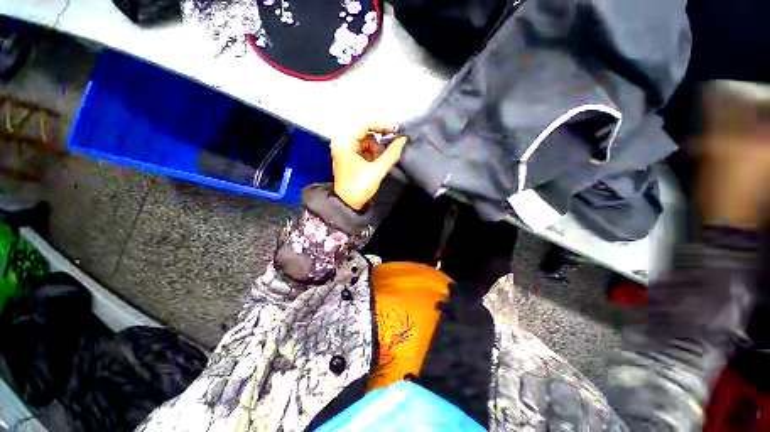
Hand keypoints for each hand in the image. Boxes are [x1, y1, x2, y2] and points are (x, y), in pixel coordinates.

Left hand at [331, 125, 407, 210]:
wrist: (348, 205)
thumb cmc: (359, 187)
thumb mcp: (377, 170)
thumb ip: (391, 154)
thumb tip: (403, 139)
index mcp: (344, 143)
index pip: (364, 125)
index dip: (381, 125)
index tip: (396, 129)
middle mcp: (343, 143)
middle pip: (365, 133)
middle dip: (379, 140)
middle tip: (393, 144)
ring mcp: (347, 151)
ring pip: (367, 142)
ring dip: (377, 149)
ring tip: (381, 160)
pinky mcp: (351, 159)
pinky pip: (365, 150)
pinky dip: (374, 154)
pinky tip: (378, 162)